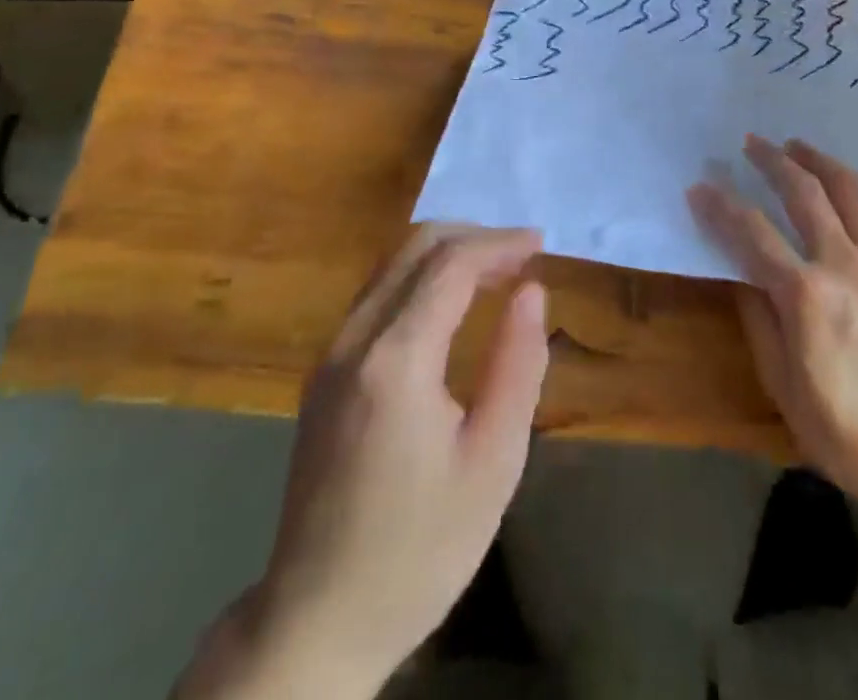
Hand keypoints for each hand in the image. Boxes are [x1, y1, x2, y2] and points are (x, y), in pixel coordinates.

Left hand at [175, 225, 548, 699]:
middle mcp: (354, 340)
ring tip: (494, 270)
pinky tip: (450, 302)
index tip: (540, 243)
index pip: (451, 265)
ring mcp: (330, 355)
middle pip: (414, 247)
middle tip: (520, 255)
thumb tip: (531, 291)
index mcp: (396, 360)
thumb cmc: (421, 549)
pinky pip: (375, 294)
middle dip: (473, 237)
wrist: (317, 620)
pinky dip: (419, 277)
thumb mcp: (493, 462)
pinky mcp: (323, 373)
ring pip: (389, 264)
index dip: (499, 244)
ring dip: (444, 253)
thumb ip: (517, 364)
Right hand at [689, 135, 857, 527]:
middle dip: (772, 161)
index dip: (721, 206)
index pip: (752, 233)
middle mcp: (845, 264)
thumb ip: (760, 323)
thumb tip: (742, 277)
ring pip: (853, 191)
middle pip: (804, 193)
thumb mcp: (785, 388)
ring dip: (821, 162)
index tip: (701, 187)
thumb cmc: (851, 434)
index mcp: (806, 295)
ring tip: (799, 146)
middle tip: (752, 143)